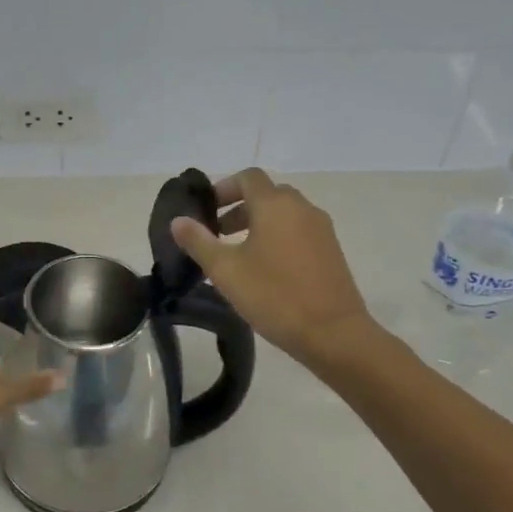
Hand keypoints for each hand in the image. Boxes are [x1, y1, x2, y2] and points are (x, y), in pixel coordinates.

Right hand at [171, 169, 373, 364]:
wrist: (334, 334)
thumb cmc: (274, 296)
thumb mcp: (226, 270)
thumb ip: (199, 241)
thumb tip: (178, 220)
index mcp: (275, 205)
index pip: (248, 177)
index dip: (223, 188)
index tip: (206, 210)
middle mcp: (301, 208)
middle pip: (266, 194)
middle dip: (238, 207)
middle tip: (217, 233)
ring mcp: (321, 229)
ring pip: (284, 213)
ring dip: (258, 223)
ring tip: (238, 254)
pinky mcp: (332, 250)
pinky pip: (298, 231)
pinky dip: (278, 237)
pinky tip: (265, 270)